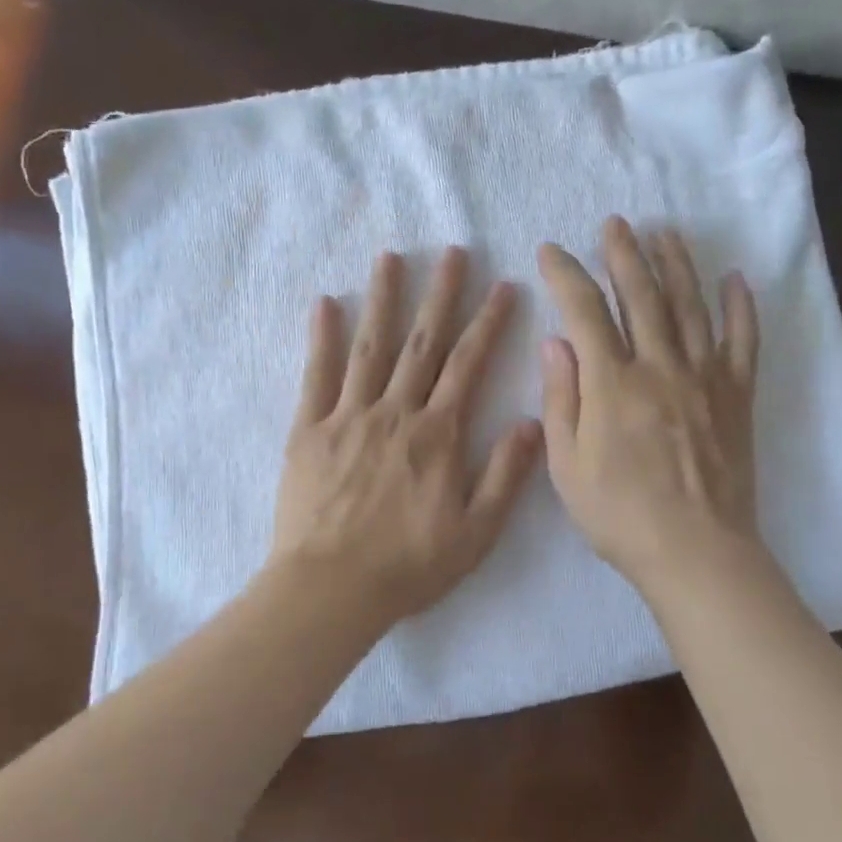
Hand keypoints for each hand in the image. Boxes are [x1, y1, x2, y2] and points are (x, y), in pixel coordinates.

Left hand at [271, 246, 542, 628]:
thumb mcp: (476, 532)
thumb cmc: (409, 565)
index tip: (502, 286)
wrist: (331, 589)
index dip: (488, 323)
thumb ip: (506, 474)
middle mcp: (395, 413)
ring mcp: (348, 417)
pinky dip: (320, 338)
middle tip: (452, 252)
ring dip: (383, 299)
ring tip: (391, 258)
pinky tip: (324, 304)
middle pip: (422, 342)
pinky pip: (316, 375)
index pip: (468, 365)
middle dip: (440, 295)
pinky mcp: (308, 430)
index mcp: (437, 434)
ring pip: (370, 347)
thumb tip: (533, 421)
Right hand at [538, 217, 760, 589]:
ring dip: (677, 265)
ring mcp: (705, 378)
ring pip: (691, 306)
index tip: (551, 251)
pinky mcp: (737, 396)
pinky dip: (740, 307)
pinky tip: (736, 280)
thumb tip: (556, 342)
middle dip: (625, 253)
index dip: (566, 275)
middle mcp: (660, 367)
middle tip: (615, 223)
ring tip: (665, 233)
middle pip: (643, 294)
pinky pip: (743, 341)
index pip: (586, 311)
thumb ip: (561, 399)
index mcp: (612, 384)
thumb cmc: (620, 515)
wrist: (696, 552)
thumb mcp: (567, 465)